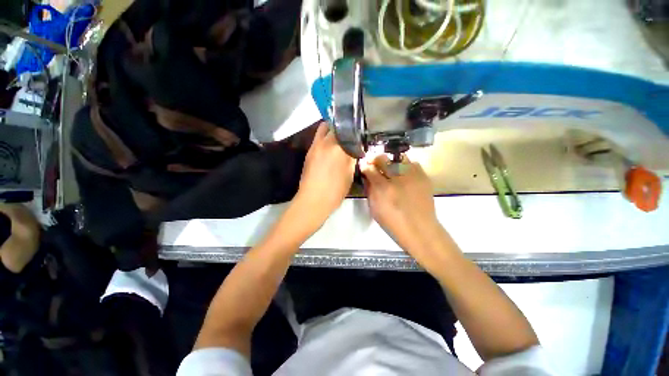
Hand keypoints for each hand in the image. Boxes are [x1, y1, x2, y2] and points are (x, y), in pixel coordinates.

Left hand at [293, 122, 355, 225]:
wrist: (313, 200)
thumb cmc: (335, 190)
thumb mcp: (349, 174)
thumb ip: (351, 158)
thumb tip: (352, 150)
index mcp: (338, 147)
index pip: (347, 130)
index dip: (353, 131)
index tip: (357, 135)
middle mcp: (324, 142)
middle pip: (332, 125)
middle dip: (341, 128)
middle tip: (347, 136)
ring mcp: (314, 147)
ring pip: (322, 130)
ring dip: (330, 132)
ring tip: (338, 142)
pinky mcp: (308, 153)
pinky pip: (317, 140)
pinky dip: (324, 141)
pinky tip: (329, 151)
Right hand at [362, 155, 451, 267]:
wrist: (420, 230)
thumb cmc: (393, 223)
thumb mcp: (374, 209)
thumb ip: (369, 190)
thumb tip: (367, 177)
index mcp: (383, 189)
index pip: (369, 169)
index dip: (365, 165)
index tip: (364, 166)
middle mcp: (397, 178)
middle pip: (383, 159)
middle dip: (375, 159)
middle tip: (374, 163)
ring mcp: (412, 176)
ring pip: (398, 158)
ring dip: (391, 161)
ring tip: (390, 167)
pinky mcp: (423, 177)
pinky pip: (413, 163)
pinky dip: (406, 166)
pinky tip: (404, 174)